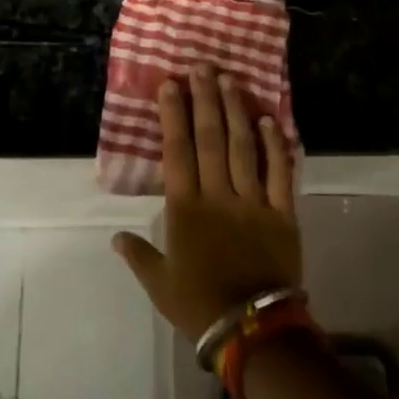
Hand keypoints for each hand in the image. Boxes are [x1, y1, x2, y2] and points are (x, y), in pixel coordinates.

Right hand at [113, 64, 301, 339]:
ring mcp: (253, 201)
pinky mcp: (283, 212)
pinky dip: (276, 145)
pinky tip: (270, 120)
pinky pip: (281, 173)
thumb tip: (115, 236)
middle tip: (201, 66)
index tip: (170, 85)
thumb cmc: (199, 305)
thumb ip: (138, 256)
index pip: (178, 151)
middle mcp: (218, 195)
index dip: (173, 115)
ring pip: (243, 147)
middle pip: (211, 138)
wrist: (253, 331)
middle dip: (204, 99)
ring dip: (236, 111)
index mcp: (186, 209)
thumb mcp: (159, 284)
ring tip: (229, 80)